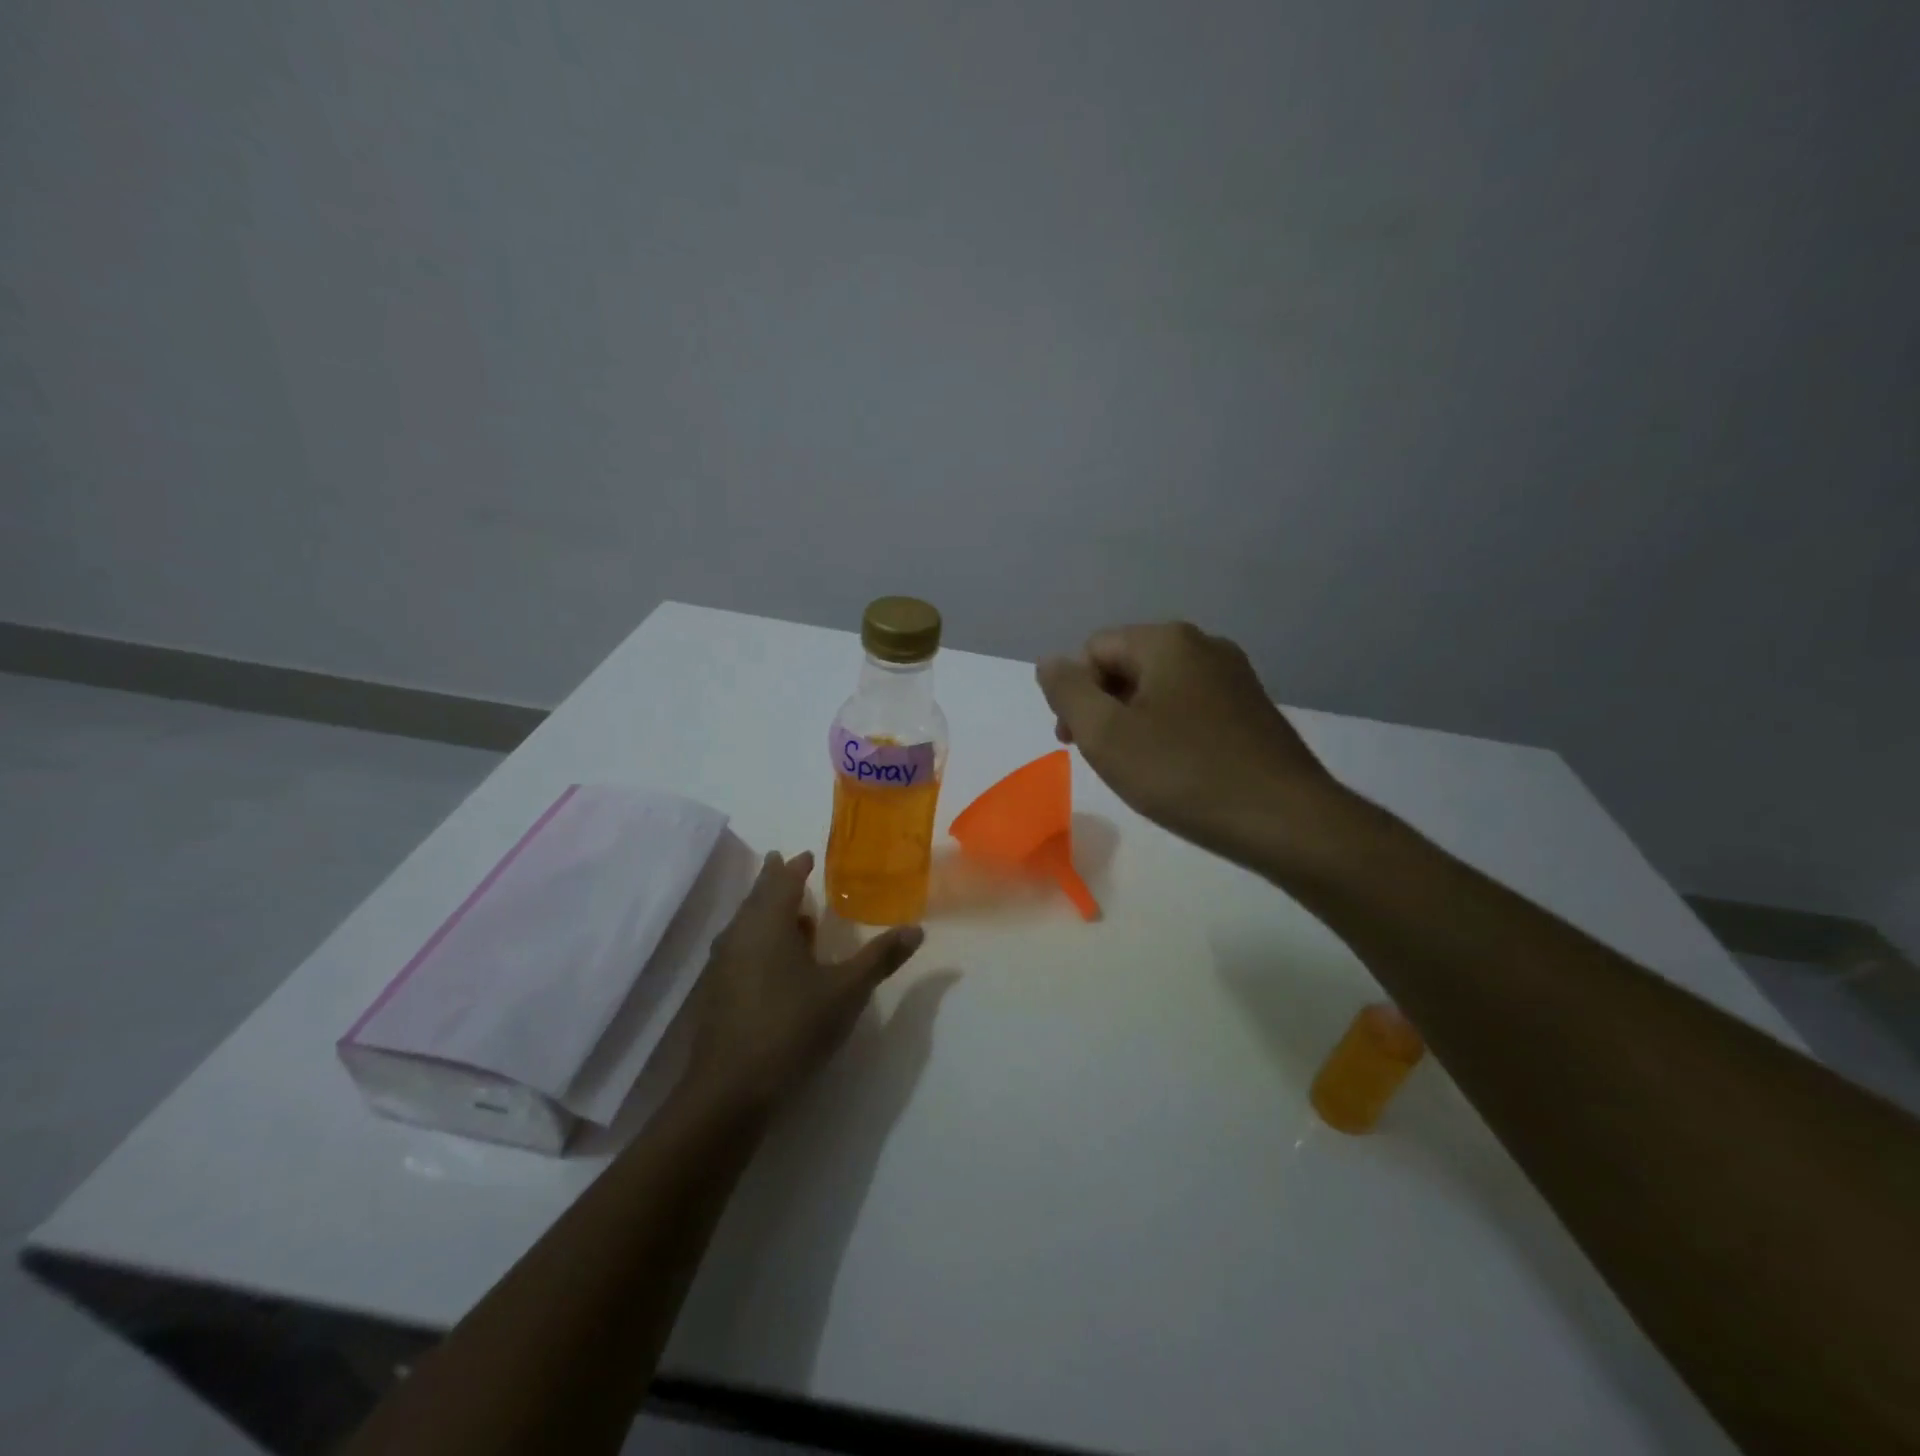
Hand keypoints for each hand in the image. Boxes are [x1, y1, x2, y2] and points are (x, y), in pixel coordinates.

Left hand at [684, 850, 923, 1109]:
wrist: (731, 1088)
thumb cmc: (793, 1026)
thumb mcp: (847, 990)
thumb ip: (880, 958)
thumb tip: (917, 929)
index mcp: (769, 923)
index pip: (782, 881)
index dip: (794, 867)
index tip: (804, 855)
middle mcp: (740, 934)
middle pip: (757, 896)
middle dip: (774, 881)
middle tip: (785, 865)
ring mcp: (723, 964)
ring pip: (745, 923)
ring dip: (765, 910)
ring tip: (790, 913)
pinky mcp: (717, 991)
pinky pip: (739, 947)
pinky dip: (757, 938)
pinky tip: (773, 959)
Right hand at [1037, 622, 1345, 867]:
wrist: (1285, 820)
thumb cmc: (1184, 774)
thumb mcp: (1106, 735)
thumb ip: (1067, 691)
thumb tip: (1050, 662)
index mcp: (1167, 640)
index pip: (1093, 650)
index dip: (1075, 695)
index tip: (1079, 743)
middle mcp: (1204, 645)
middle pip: (1126, 665)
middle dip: (1104, 708)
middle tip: (1105, 759)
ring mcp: (1234, 676)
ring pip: (1158, 689)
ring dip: (1134, 723)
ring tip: (1140, 769)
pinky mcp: (1251, 709)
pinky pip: (1190, 708)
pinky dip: (1169, 732)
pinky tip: (1177, 770)